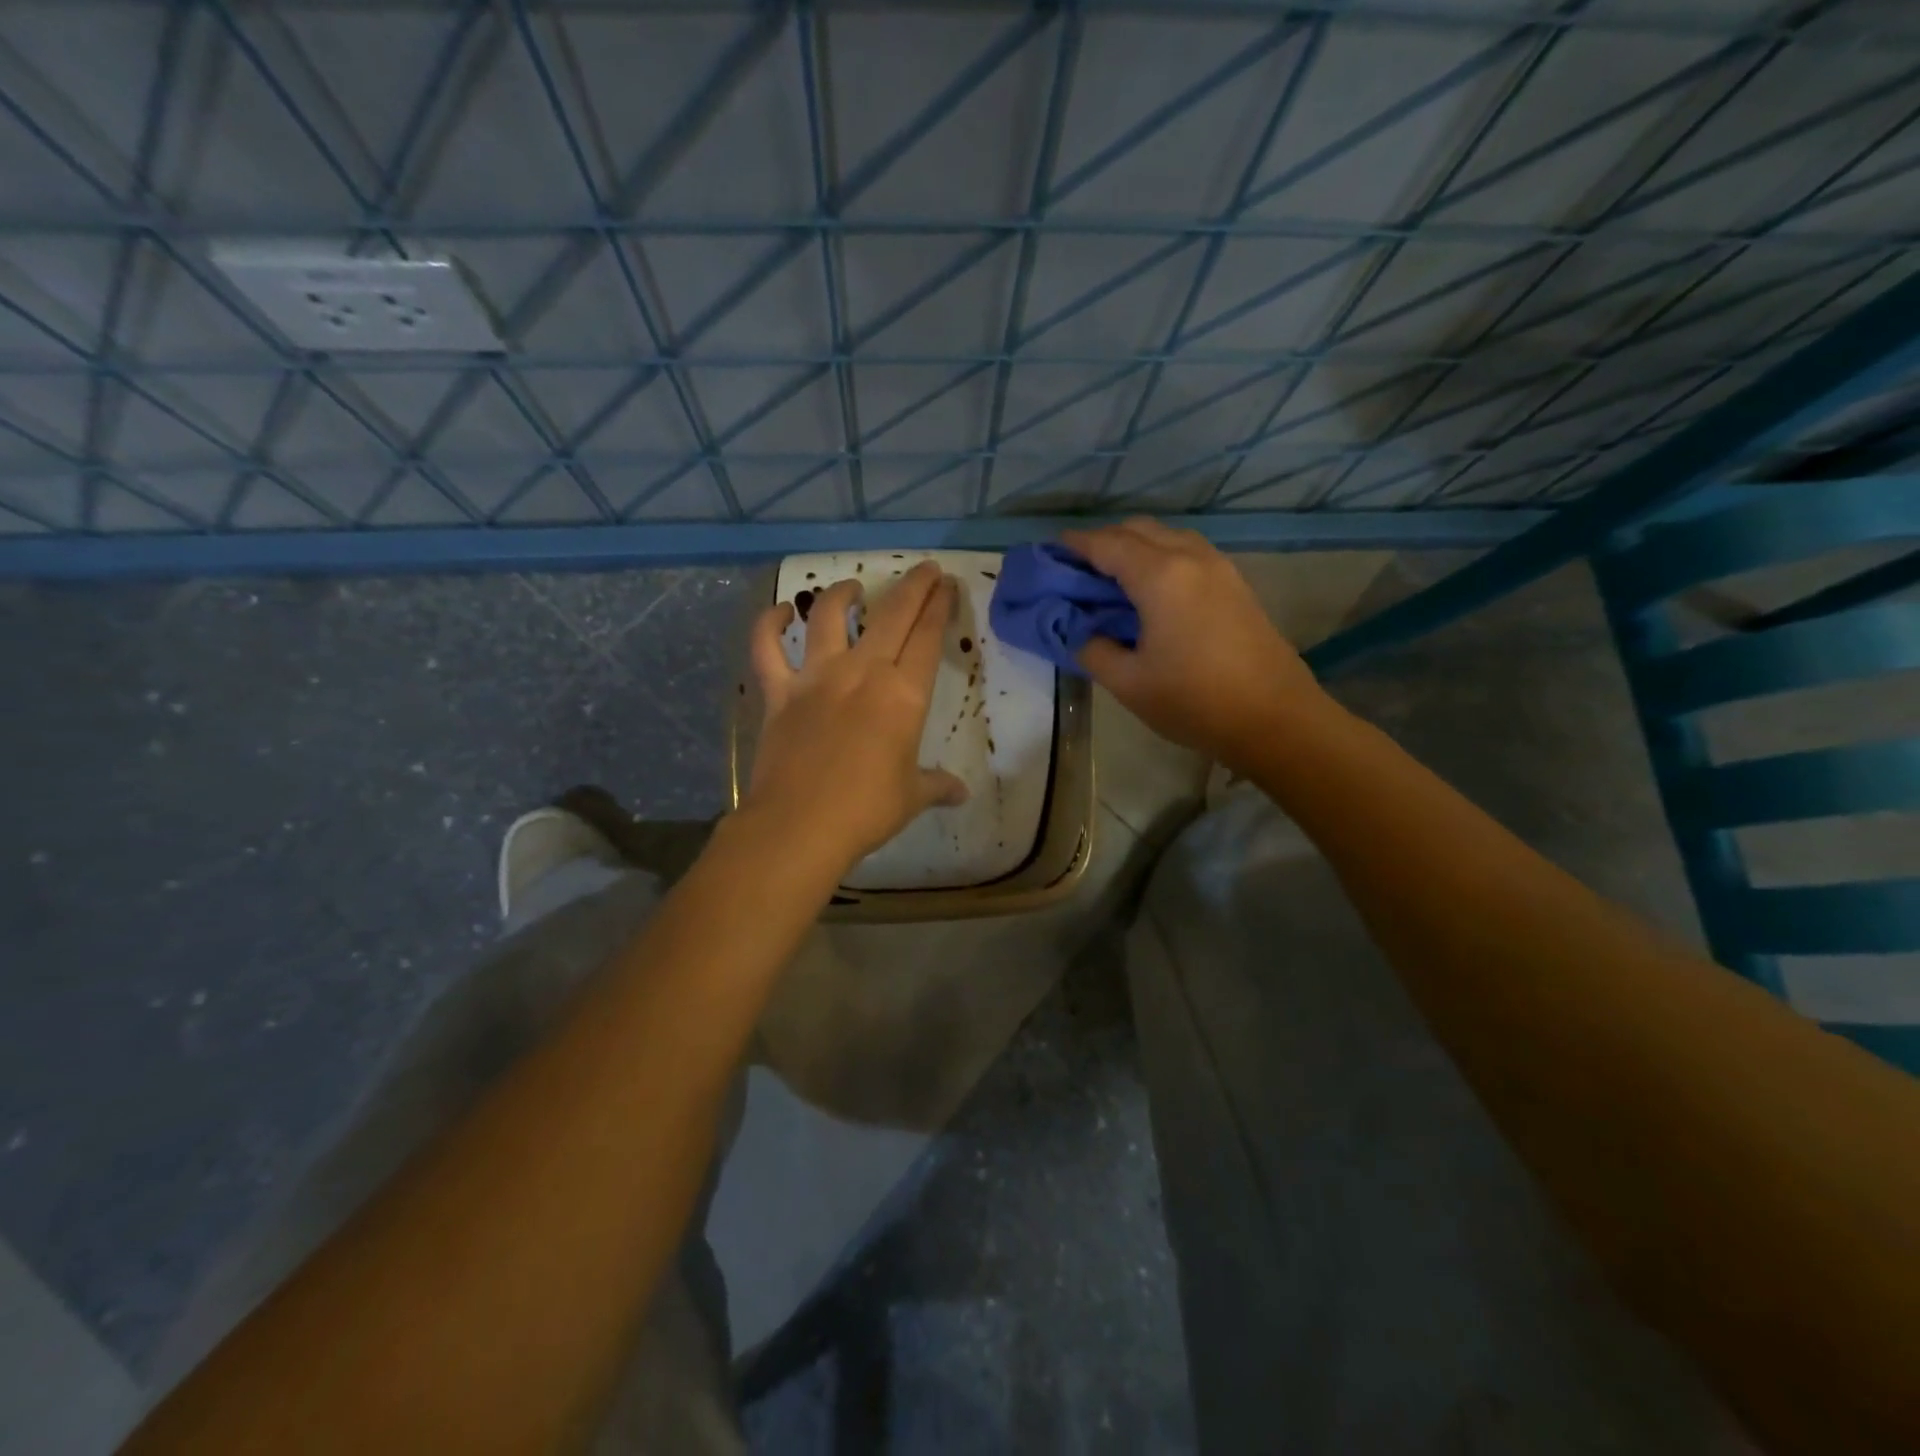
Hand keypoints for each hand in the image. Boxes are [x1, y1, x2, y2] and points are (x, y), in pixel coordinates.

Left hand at [743, 561, 967, 871]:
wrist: (800, 825)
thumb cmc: (866, 810)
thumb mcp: (911, 796)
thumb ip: (937, 786)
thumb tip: (961, 793)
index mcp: (903, 695)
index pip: (928, 637)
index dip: (940, 606)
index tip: (946, 584)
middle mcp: (862, 672)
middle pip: (892, 614)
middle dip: (912, 586)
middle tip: (924, 569)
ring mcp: (816, 677)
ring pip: (828, 616)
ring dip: (843, 593)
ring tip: (854, 587)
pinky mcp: (779, 691)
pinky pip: (767, 648)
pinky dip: (768, 625)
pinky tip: (778, 612)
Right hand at [1060, 519, 1336, 770]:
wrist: (1275, 718)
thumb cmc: (1195, 701)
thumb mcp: (1128, 683)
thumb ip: (1092, 650)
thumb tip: (1081, 633)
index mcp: (1160, 576)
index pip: (1106, 545)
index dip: (1075, 545)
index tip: (1050, 552)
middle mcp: (1191, 558)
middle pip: (1139, 530)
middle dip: (1104, 541)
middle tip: (1078, 569)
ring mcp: (1219, 567)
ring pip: (1168, 537)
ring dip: (1135, 546)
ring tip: (1112, 579)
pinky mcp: (1236, 584)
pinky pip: (1189, 552)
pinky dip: (1160, 557)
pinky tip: (1151, 590)